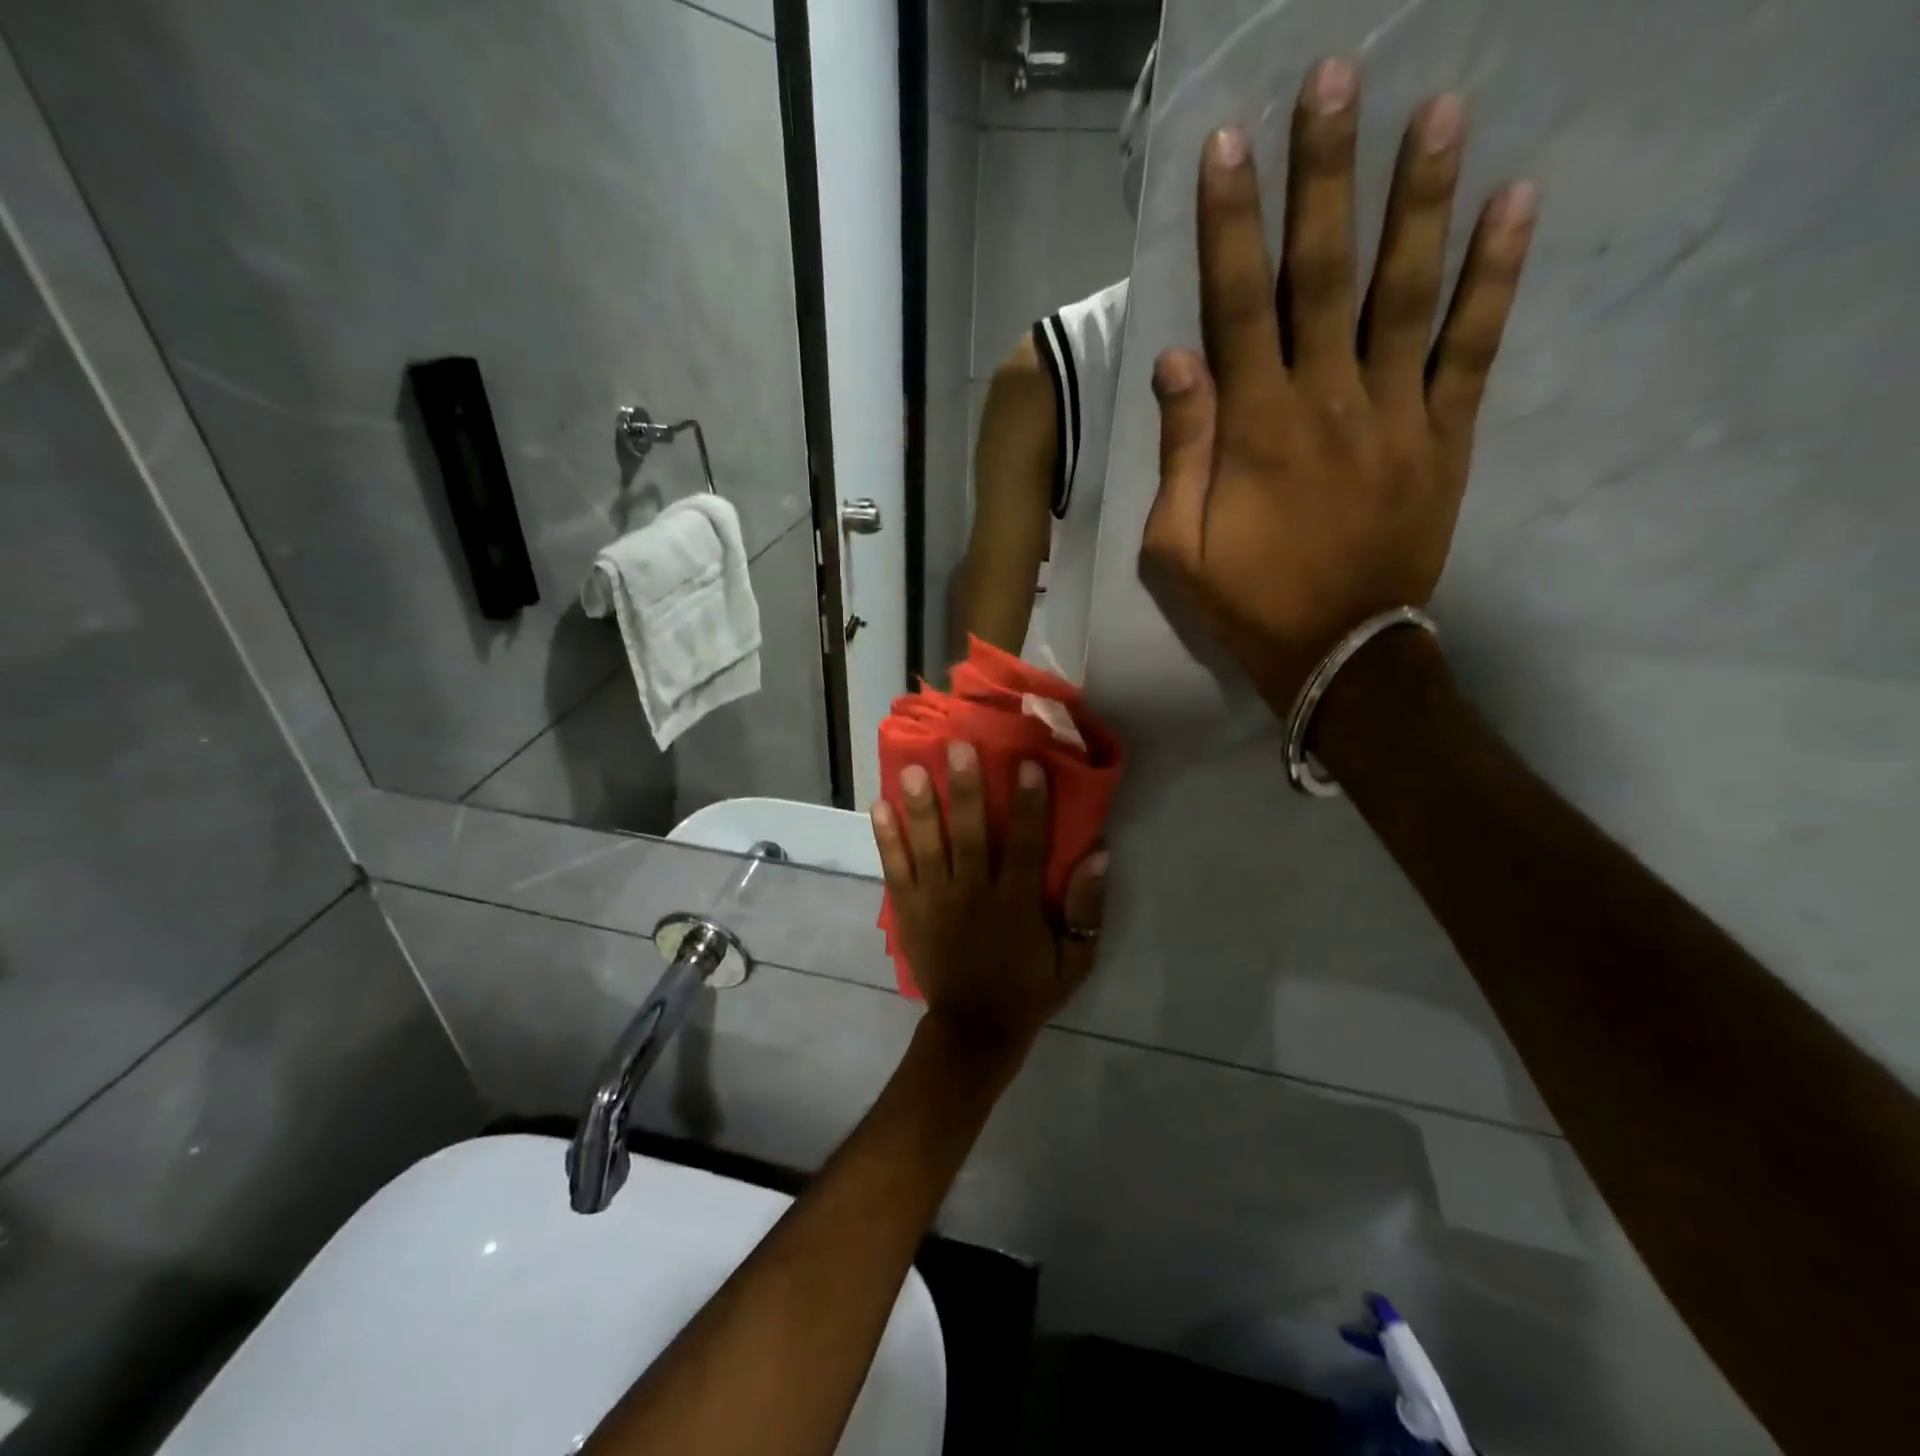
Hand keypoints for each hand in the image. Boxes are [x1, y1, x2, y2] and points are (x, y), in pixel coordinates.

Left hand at [872, 742, 1108, 1077]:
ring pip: (929, 847)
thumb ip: (1086, 909)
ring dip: (922, 807)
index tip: (1027, 763)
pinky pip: (896, 870)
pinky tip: (878, 807)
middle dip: (966, 791)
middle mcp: (974, 896)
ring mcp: (936, 903)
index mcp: (1016, 905)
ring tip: (912, 768)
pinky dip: (887, 839)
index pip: (1026, 846)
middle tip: (957, 747)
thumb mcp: (1075, 959)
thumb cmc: (1030, 988)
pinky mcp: (909, 911)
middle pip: (971, 836)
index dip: (1029, 804)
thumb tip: (1099, 855)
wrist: (974, 1030)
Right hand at [1141, 57, 1537, 710]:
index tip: (1228, 144)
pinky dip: (1496, 275)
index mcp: (1254, 429)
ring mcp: (1394, 413)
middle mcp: (1325, 401)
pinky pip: (1472, 347)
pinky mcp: (1444, 436)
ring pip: (1406, 291)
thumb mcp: (1177, 547)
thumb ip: (1179, 452)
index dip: (1230, 225)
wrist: (1336, 652)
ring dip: (1420, 199)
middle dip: (1324, 175)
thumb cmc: (1246, 602)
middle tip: (1337, 78)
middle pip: (1322, 274)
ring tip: (1440, 109)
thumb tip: (1175, 360)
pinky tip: (1516, 203)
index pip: (1237, 306)